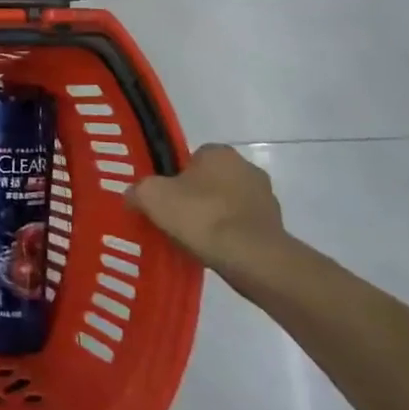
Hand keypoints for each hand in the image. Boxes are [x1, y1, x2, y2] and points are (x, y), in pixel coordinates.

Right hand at [126, 144, 283, 276]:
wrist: (251, 258)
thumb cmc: (201, 216)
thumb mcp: (152, 197)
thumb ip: (138, 190)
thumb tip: (132, 196)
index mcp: (219, 152)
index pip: (192, 158)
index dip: (175, 177)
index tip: (166, 199)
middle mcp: (247, 167)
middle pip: (211, 181)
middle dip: (196, 197)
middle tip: (176, 219)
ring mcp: (266, 198)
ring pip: (228, 204)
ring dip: (215, 217)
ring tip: (195, 240)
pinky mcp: (276, 227)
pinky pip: (243, 227)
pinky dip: (230, 236)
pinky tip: (216, 251)